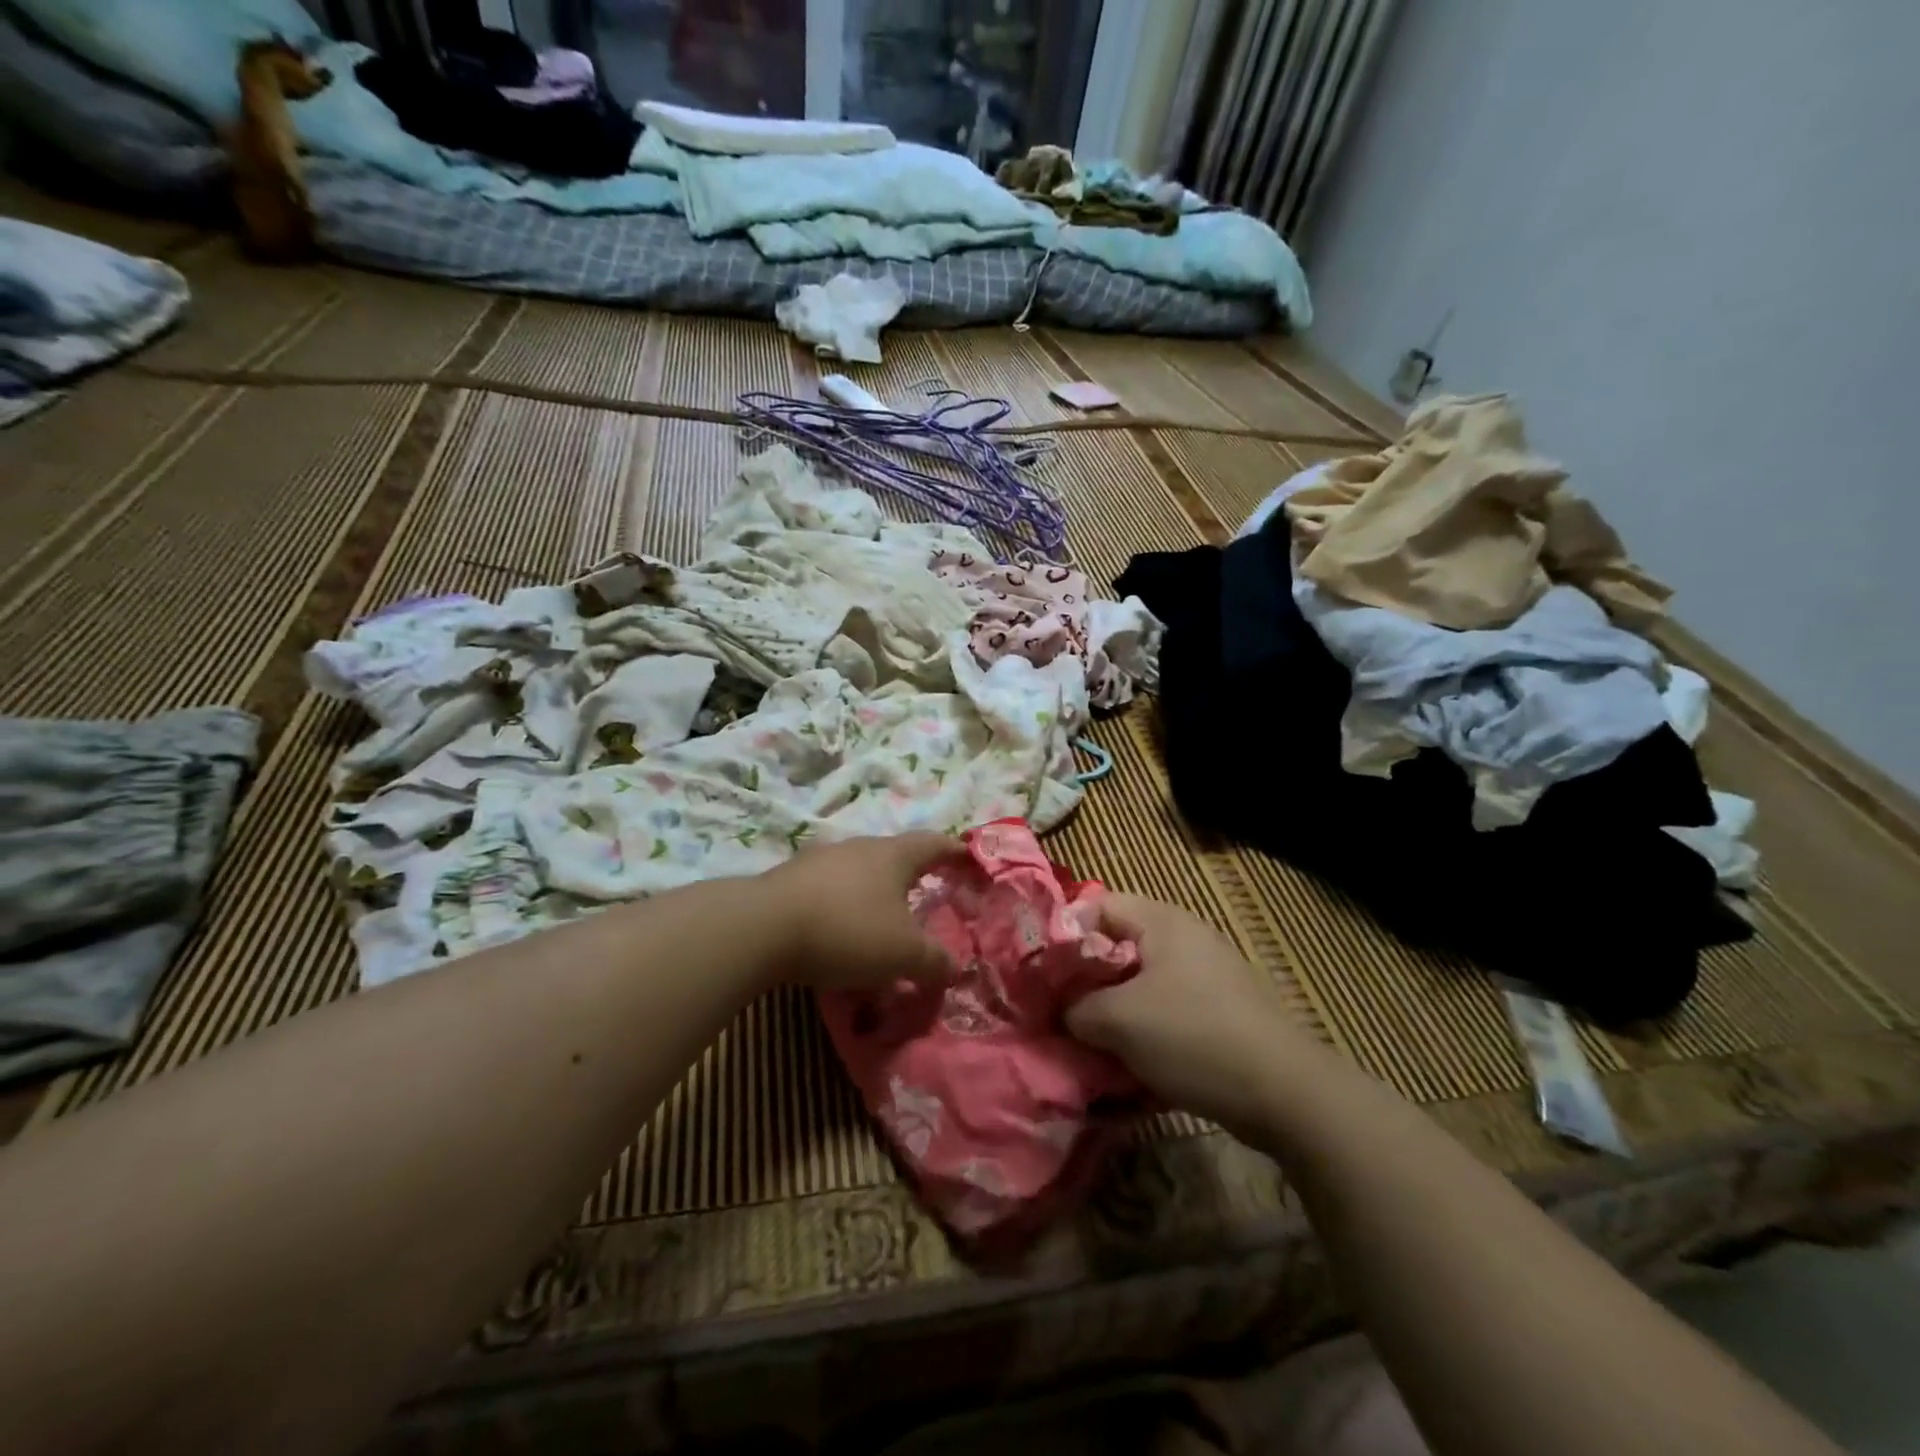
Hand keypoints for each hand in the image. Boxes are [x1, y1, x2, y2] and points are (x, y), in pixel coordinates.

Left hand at [763, 833, 962, 990]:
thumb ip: (935, 962)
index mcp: (893, 855)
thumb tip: (955, 969)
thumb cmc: (849, 930)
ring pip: (860, 871)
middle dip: (913, 874)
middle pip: (895, 854)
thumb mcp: (904, 954)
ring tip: (882, 919)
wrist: (764, 927)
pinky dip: (844, 906)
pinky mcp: (790, 879)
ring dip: (875, 892)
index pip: (934, 843)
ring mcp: (821, 860)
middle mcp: (859, 847)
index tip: (969, 858)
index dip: (955, 852)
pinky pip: (830, 889)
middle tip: (927, 894)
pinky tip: (839, 932)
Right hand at [1067, 894, 1312, 1138]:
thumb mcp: (1118, 1020)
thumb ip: (1077, 1007)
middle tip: (1062, 1013)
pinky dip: (1145, 1032)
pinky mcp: (1220, 1011)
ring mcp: (1207, 975)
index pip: (1096, 906)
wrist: (1285, 1092)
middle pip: (1117, 947)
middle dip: (1087, 981)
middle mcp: (1185, 938)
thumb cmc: (1192, 1036)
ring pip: (1141, 985)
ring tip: (1091, 1045)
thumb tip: (1063, 1010)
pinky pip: (1167, 1012)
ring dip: (1113, 1012)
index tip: (1043, 974)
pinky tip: (1131, 1065)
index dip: (1064, 934)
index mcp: (1161, 921)